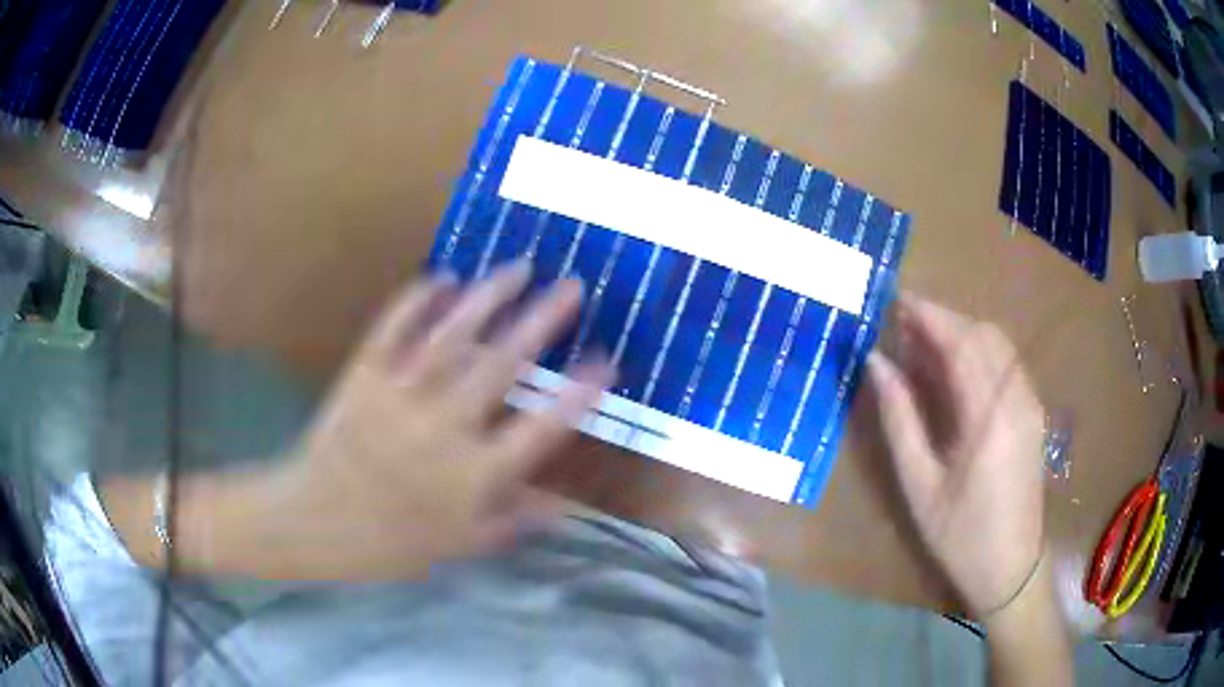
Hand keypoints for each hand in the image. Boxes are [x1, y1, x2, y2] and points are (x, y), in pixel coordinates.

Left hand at [264, 262, 612, 579]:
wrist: (319, 522)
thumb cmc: (396, 540)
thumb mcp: (465, 543)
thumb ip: (519, 519)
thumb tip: (569, 502)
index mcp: (473, 475)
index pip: (540, 429)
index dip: (578, 393)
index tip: (606, 360)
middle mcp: (442, 430)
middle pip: (500, 366)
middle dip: (542, 322)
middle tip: (571, 286)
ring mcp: (398, 396)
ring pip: (451, 337)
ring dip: (487, 298)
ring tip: (518, 268)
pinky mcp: (362, 376)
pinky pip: (392, 329)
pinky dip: (416, 300)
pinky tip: (441, 278)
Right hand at [866, 295, 1046, 618]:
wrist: (1011, 567)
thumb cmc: (960, 535)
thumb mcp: (920, 485)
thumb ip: (899, 419)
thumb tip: (877, 364)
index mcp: (988, 418)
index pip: (960, 343)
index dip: (928, 315)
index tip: (895, 300)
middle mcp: (1016, 399)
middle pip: (983, 334)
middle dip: (944, 318)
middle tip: (904, 321)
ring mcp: (1030, 404)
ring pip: (999, 343)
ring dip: (962, 331)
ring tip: (925, 340)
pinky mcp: (1034, 412)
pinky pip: (1008, 362)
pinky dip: (980, 349)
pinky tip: (958, 365)